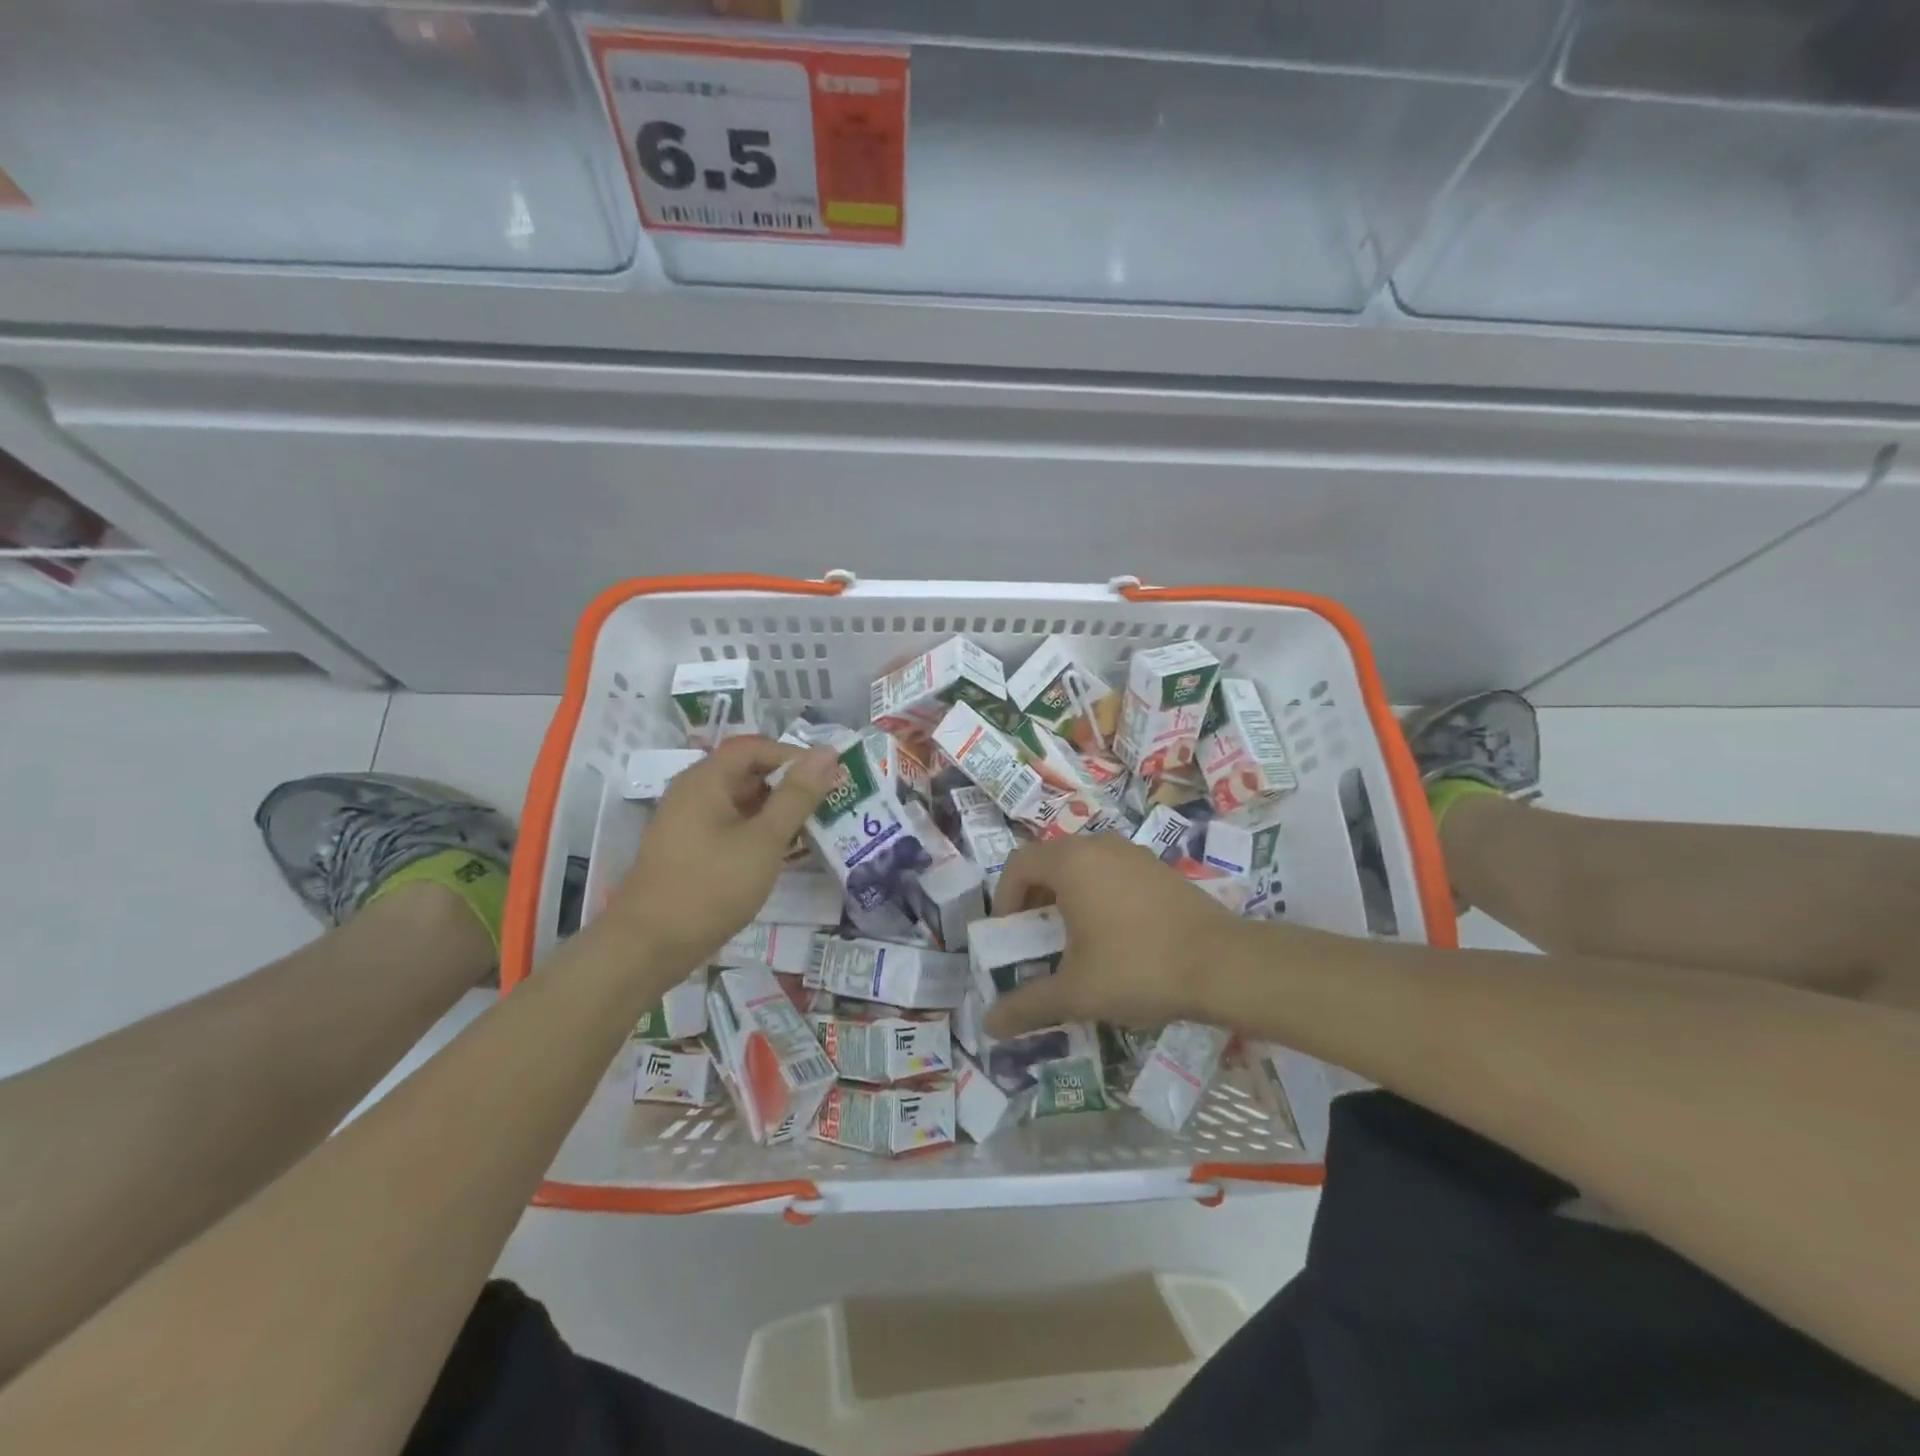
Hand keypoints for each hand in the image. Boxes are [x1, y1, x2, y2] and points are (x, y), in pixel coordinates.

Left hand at [608, 736, 838, 977]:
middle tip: (827, 805)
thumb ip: (797, 796)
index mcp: (706, 779)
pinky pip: (730, 826)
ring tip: (813, 829)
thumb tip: (826, 753)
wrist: (649, 946)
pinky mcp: (689, 849)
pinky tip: (782, 853)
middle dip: (789, 785)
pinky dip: (758, 832)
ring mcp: (688, 822)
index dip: (795, 757)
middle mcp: (693, 792)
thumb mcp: (764, 840)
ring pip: (741, 802)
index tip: (829, 780)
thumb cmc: (711, 886)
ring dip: (776, 811)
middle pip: (748, 772)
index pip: (757, 748)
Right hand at [983, 835, 1249, 1036]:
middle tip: (1034, 938)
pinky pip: (1113, 872)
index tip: (1008, 935)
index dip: (1004, 898)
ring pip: (1084, 865)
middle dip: (1034, 898)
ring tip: (1072, 940)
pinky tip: (1113, 936)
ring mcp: (1134, 854)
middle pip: (1050, 861)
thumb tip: (989, 1025)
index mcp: (1072, 862)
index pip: (1019, 864)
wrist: (1224, 964)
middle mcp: (1100, 846)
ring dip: (1066, 896)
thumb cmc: (1138, 968)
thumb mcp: (1076, 992)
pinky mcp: (1160, 869)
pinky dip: (1098, 895)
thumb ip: (1028, 1005)